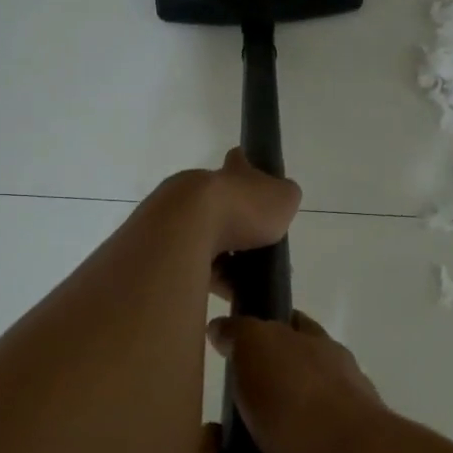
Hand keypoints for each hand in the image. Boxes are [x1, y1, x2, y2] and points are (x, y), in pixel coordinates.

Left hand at [142, 147, 300, 263]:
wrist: (188, 229)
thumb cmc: (242, 209)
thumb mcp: (283, 198)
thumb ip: (285, 197)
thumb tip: (282, 199)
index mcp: (230, 173)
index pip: (239, 161)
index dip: (248, 168)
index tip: (256, 184)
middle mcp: (200, 188)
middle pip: (220, 204)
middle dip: (236, 225)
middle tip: (258, 249)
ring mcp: (179, 215)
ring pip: (204, 235)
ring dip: (223, 255)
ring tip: (246, 278)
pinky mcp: (166, 244)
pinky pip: (192, 262)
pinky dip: (210, 276)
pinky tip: (228, 292)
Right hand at [204, 311, 385, 452]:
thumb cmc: (303, 400)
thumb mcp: (263, 343)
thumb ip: (241, 332)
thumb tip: (221, 328)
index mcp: (319, 357)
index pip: (290, 331)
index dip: (258, 332)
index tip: (223, 344)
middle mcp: (322, 402)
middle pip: (259, 406)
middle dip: (222, 425)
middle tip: (206, 440)